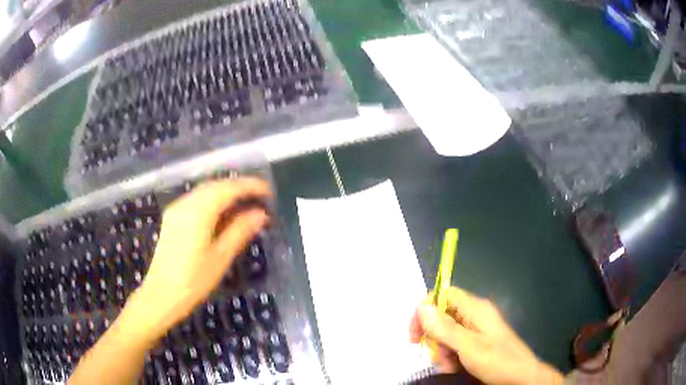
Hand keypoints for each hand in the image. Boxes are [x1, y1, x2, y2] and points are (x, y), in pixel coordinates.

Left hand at [129, 178, 271, 340]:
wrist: (161, 294)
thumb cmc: (193, 281)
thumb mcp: (221, 257)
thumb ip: (240, 231)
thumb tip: (260, 214)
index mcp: (199, 212)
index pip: (228, 189)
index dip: (250, 186)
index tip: (268, 191)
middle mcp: (185, 203)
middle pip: (216, 185)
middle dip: (238, 187)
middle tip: (259, 196)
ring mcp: (176, 209)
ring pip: (205, 191)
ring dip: (225, 192)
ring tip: (245, 203)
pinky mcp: (172, 217)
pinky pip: (196, 199)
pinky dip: (212, 200)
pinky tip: (222, 212)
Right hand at [409, 287, 563, 384]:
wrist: (521, 376)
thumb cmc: (498, 360)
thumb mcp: (469, 347)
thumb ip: (445, 328)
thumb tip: (422, 307)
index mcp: (475, 308)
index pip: (444, 294)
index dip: (426, 309)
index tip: (415, 332)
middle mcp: (475, 314)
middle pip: (442, 314)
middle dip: (433, 336)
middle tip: (435, 355)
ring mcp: (476, 327)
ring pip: (446, 331)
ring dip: (440, 349)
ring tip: (448, 365)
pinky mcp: (477, 340)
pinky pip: (454, 342)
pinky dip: (449, 354)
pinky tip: (453, 366)